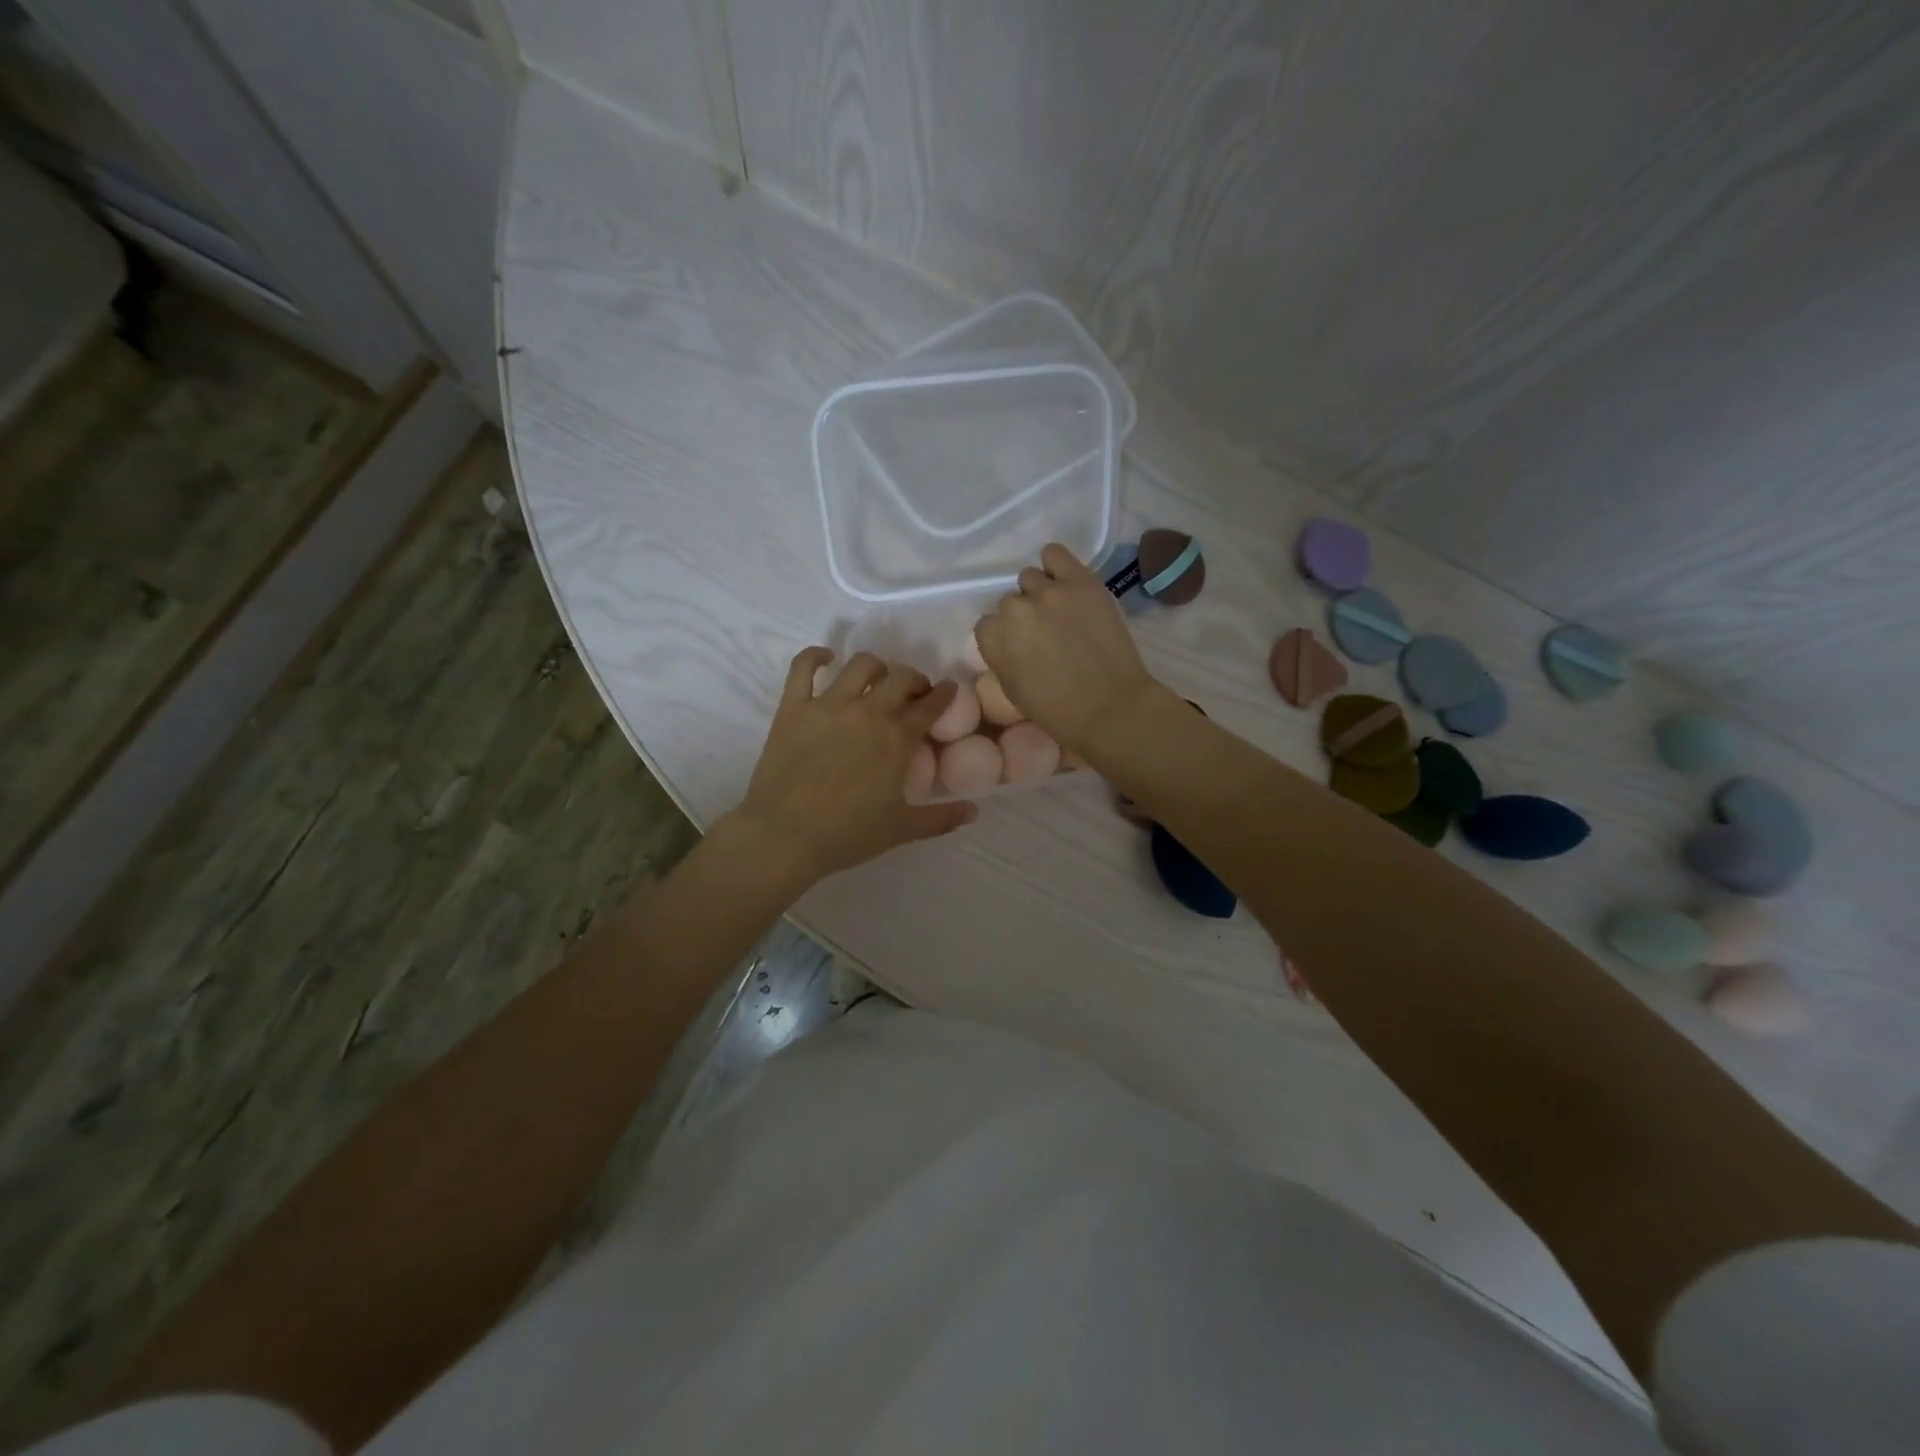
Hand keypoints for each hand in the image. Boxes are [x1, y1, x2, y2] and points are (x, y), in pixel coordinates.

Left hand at [726, 648, 976, 883]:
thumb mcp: (901, 829)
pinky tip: (826, 658)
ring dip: (876, 666)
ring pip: (860, 664)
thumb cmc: (847, 835)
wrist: (785, 836)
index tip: (949, 690)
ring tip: (877, 677)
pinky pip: (803, 667)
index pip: (930, 706)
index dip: (944, 695)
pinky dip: (816, 656)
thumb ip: (941, 818)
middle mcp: (868, 712)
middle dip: (915, 679)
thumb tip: (974, 811)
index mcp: (897, 738)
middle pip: (900, 678)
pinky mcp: (793, 707)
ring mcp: (828, 705)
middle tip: (914, 692)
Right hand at [973, 544, 1159, 759]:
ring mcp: (1048, 592)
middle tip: (1045, 634)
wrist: (1110, 707)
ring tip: (1060, 610)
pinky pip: (1054, 553)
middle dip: (1024, 617)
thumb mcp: (1012, 691)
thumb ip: (1001, 657)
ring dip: (1039, 593)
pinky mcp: (1079, 580)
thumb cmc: (1058, 712)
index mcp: (993, 639)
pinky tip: (1065, 579)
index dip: (1005, 636)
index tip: (1021, 648)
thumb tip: (1007, 641)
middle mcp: (1014, 609)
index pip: (987, 624)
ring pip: (1030, 578)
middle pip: (1010, 602)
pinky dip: (1056, 565)